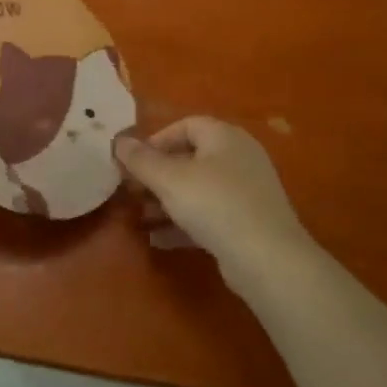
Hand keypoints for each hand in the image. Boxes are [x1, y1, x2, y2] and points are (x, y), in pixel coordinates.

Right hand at [115, 118, 318, 287]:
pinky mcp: (248, 223)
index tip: (133, 162)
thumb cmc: (215, 205)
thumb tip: (118, 141)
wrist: (268, 260)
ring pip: (198, 189)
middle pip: (190, 158)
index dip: (156, 140)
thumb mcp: (169, 179)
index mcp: (225, 137)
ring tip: (140, 217)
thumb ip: (141, 160)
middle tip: (132, 191)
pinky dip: (184, 223)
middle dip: (157, 175)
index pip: (186, 125)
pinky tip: (159, 240)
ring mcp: (247, 192)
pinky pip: (209, 215)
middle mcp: (239, 158)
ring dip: (167, 201)